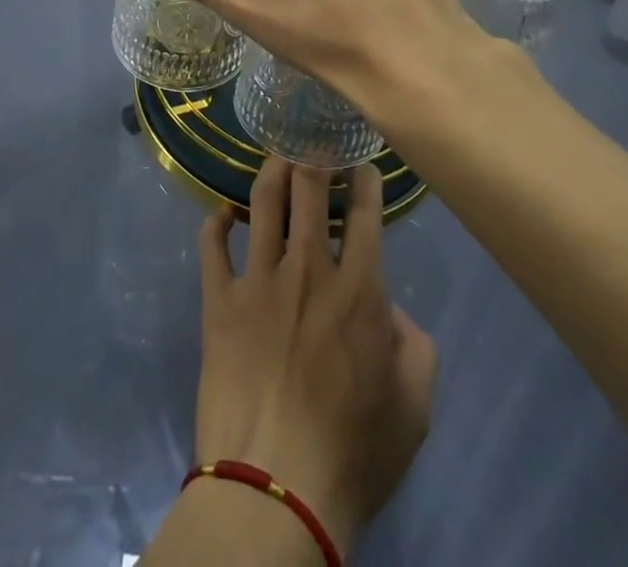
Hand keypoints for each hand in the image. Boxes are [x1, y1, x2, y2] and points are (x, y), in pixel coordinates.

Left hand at [191, 158, 436, 554]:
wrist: (275, 487)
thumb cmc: (353, 452)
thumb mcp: (414, 408)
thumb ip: (415, 346)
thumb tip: (392, 308)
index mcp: (359, 289)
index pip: (365, 213)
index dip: (365, 179)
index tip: (362, 163)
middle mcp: (308, 268)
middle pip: (309, 189)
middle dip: (314, 155)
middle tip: (314, 141)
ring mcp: (258, 279)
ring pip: (262, 201)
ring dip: (271, 171)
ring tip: (276, 157)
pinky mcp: (219, 299)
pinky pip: (211, 245)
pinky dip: (216, 222)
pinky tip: (223, 213)